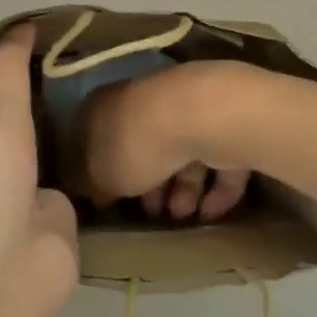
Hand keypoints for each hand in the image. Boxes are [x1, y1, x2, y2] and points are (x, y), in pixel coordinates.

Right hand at [79, 60, 255, 222]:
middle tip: (153, 214)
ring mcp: (187, 107)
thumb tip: (96, 191)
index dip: (100, 167)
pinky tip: (211, 213)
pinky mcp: (223, 122)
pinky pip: (218, 158)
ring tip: (183, 216)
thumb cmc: (136, 143)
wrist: (198, 116)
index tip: (106, 199)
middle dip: (150, 183)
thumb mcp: (99, 174)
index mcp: (109, 104)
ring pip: (183, 152)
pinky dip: (216, 187)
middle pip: (144, 145)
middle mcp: (146, 99)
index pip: (97, 133)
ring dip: (184, 189)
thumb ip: (94, 183)